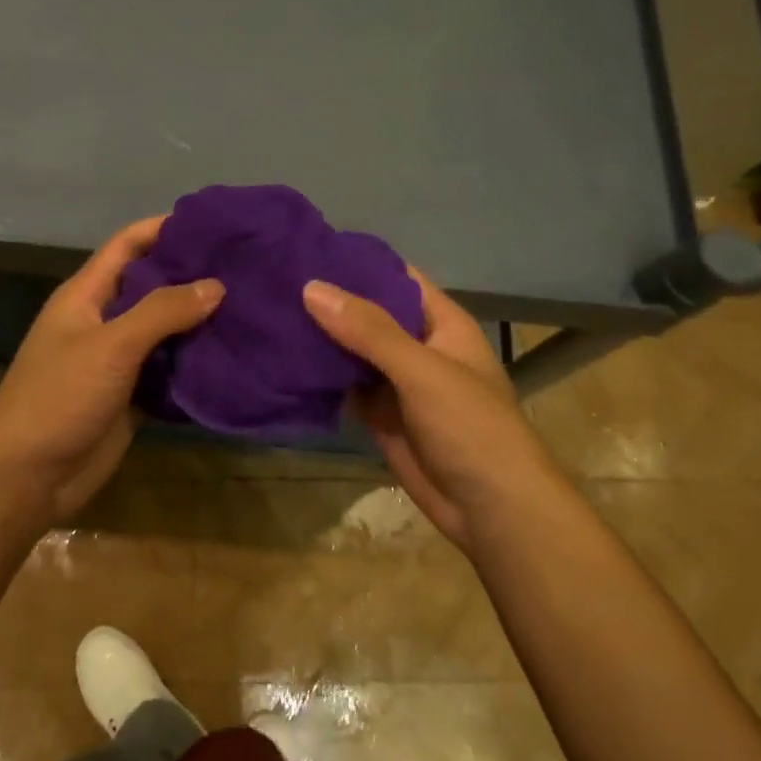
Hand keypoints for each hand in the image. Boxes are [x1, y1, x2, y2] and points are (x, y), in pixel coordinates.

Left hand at [0, 216, 223, 525]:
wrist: (26, 477)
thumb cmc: (59, 396)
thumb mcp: (110, 344)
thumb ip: (162, 311)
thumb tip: (216, 285)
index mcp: (87, 295)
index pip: (128, 245)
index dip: (165, 228)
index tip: (214, 223)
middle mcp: (104, 321)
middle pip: (153, 287)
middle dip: (193, 276)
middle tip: (247, 267)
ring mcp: (118, 362)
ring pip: (165, 332)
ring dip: (199, 322)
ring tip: (251, 307)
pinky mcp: (131, 398)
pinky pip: (169, 373)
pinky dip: (196, 365)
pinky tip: (235, 357)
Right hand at [302, 272, 561, 554]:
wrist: (491, 510)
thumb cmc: (470, 427)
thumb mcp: (423, 370)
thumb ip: (369, 331)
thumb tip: (311, 288)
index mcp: (441, 323)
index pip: (395, 279)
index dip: (357, 263)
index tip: (308, 250)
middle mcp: (417, 347)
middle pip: (369, 315)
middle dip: (330, 301)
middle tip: (275, 281)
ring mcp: (398, 383)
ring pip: (353, 351)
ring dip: (320, 338)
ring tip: (269, 313)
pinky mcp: (380, 415)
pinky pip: (345, 387)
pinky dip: (320, 377)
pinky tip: (282, 360)